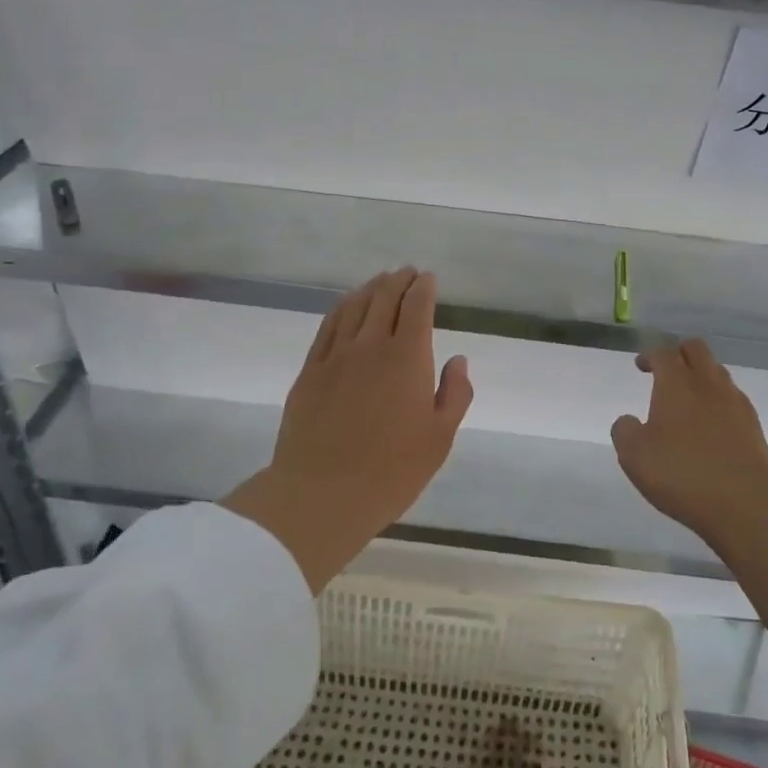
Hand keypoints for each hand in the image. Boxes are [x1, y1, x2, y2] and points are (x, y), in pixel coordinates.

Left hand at [224, 268, 472, 591]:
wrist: (321, 494)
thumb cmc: (391, 471)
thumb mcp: (440, 439)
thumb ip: (455, 394)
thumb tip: (457, 360)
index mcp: (407, 358)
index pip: (417, 307)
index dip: (424, 287)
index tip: (428, 278)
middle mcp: (371, 346)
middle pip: (385, 298)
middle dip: (399, 280)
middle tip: (407, 272)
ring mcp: (336, 356)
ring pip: (355, 306)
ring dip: (371, 288)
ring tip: (380, 281)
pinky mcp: (310, 371)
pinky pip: (328, 326)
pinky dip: (342, 307)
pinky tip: (347, 305)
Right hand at [611, 338, 767, 544]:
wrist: (745, 502)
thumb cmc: (682, 473)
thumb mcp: (635, 455)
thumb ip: (624, 431)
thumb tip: (628, 421)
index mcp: (676, 383)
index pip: (663, 352)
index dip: (650, 355)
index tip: (641, 366)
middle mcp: (708, 384)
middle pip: (696, 349)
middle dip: (679, 353)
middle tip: (667, 371)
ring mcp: (735, 403)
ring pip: (718, 372)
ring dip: (701, 376)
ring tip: (688, 400)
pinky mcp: (753, 426)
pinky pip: (733, 399)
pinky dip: (719, 402)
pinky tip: (711, 426)